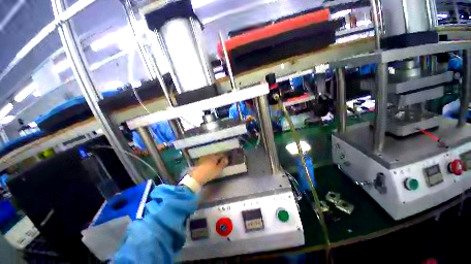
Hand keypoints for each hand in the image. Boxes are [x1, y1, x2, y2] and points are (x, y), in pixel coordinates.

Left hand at [190, 153, 228, 184]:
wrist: (197, 177)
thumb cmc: (209, 173)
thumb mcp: (218, 169)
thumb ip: (223, 163)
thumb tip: (226, 158)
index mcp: (214, 156)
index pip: (221, 154)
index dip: (224, 156)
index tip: (226, 158)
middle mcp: (209, 155)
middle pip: (215, 155)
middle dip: (218, 157)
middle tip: (221, 161)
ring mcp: (203, 158)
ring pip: (210, 157)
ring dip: (213, 160)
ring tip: (215, 163)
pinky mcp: (199, 162)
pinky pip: (206, 160)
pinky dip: (208, 162)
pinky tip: (209, 165)